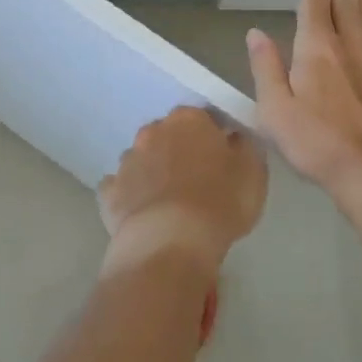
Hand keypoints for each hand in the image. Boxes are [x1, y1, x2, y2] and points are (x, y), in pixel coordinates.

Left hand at [99, 107, 267, 275]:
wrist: (169, 242)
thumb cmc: (218, 203)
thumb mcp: (252, 174)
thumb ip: (244, 148)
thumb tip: (233, 137)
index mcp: (188, 120)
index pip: (203, 118)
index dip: (213, 138)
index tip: (223, 159)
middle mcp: (153, 131)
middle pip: (169, 135)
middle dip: (179, 151)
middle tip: (197, 180)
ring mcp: (127, 160)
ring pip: (143, 159)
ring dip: (154, 171)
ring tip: (169, 202)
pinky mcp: (109, 191)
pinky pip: (121, 187)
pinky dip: (131, 196)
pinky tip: (143, 214)